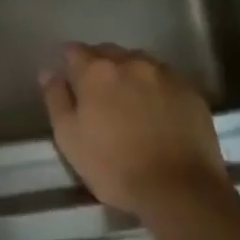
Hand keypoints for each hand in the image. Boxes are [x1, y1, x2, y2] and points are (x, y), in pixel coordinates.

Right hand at [40, 44, 230, 220]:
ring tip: (128, 99)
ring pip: (139, 62)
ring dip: (129, 73)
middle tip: (97, 92)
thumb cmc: (114, 166)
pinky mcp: (191, 91)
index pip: (74, 51)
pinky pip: (165, 79)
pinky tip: (156, 110)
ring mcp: (165, 74)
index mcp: (97, 71)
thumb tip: (48, 72)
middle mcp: (131, 62)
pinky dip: (155, 87)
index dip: (68, 62)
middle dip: (99, 65)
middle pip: (108, 52)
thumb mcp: (69, 138)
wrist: (179, 189)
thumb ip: (56, 99)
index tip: (68, 78)